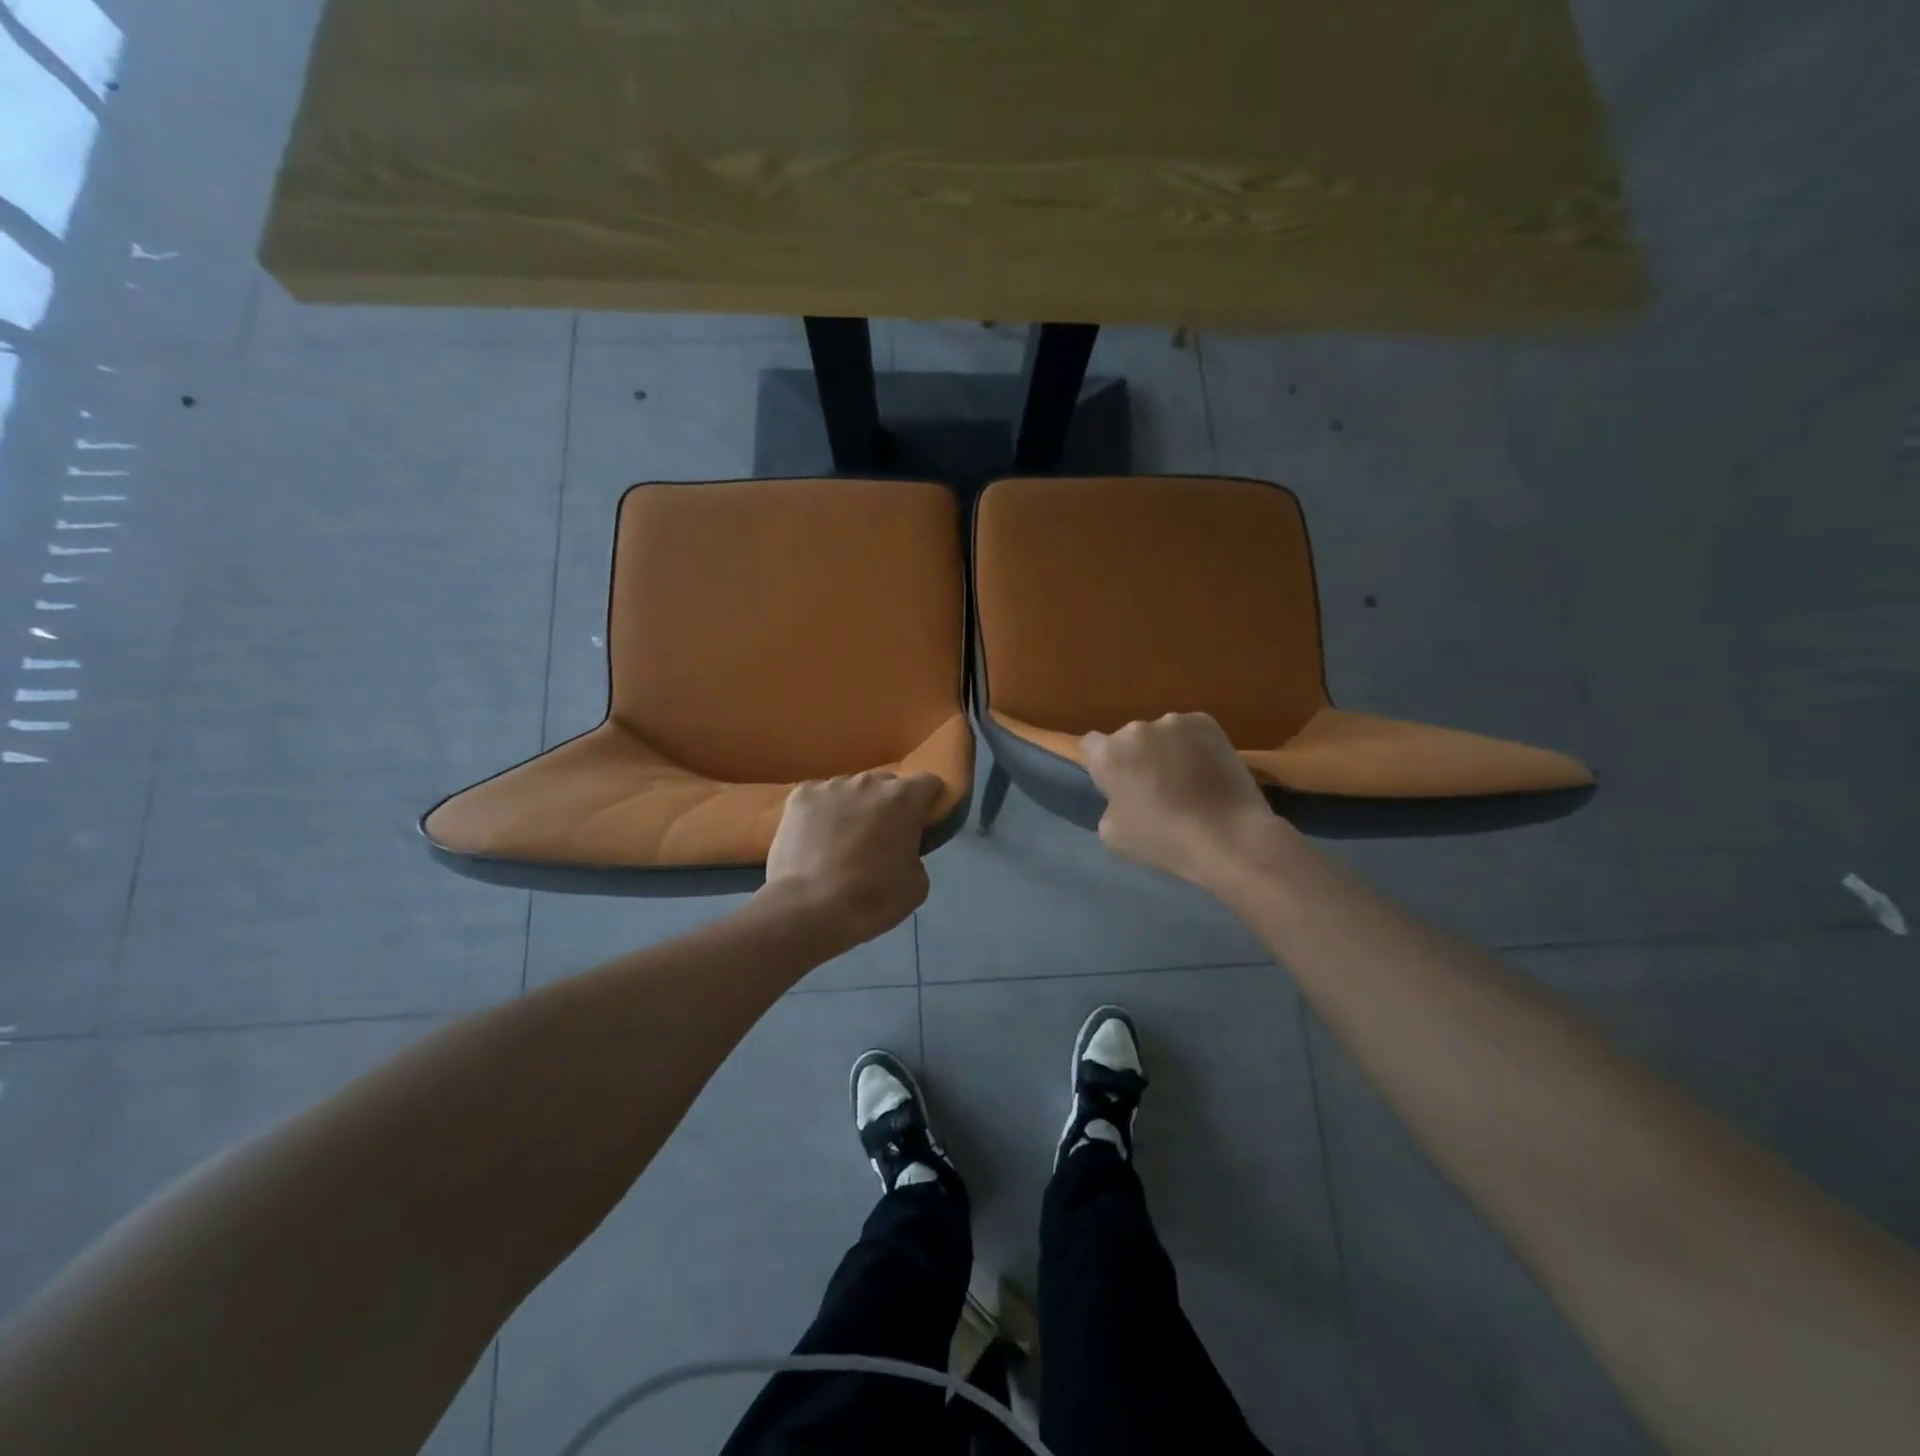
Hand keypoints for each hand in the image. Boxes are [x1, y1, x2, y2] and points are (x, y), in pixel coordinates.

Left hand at [762, 771, 944, 947]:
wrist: (809, 909)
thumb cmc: (872, 899)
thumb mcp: (917, 883)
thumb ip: (916, 852)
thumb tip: (903, 847)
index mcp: (903, 798)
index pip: (929, 783)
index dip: (930, 802)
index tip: (923, 823)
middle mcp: (868, 781)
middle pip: (887, 783)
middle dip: (889, 804)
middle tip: (881, 836)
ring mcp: (831, 785)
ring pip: (851, 789)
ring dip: (855, 806)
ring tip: (842, 840)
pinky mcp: (800, 796)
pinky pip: (820, 797)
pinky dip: (822, 813)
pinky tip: (815, 839)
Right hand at [1080, 713, 1283, 886]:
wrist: (1228, 836)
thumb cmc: (1163, 840)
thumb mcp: (1113, 834)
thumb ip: (1109, 804)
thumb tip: (1122, 795)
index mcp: (1108, 755)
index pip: (1090, 745)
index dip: (1101, 763)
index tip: (1115, 783)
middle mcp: (1136, 729)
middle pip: (1128, 739)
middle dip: (1136, 757)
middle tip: (1153, 786)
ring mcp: (1173, 722)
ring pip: (1161, 735)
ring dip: (1166, 750)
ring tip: (1186, 780)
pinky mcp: (1206, 723)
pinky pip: (1190, 732)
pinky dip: (1194, 747)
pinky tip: (1207, 772)